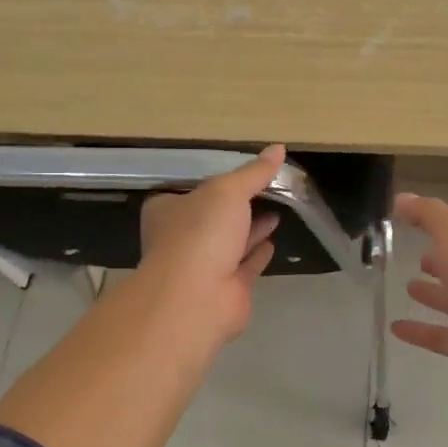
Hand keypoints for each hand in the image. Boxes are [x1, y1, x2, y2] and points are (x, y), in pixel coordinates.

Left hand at [134, 144, 285, 353]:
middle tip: (267, 188)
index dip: (213, 180)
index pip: (189, 189)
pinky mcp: (227, 288)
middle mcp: (183, 237)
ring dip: (252, 227)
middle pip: (213, 215)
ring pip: (231, 241)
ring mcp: (204, 265)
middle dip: (237, 205)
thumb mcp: (228, 191)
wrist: (197, 298)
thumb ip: (254, 172)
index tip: (239, 171)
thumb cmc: (201, 233)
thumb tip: (278, 148)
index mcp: (169, 210)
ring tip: (277, 209)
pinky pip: (246, 264)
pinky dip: (258, 253)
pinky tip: (273, 240)